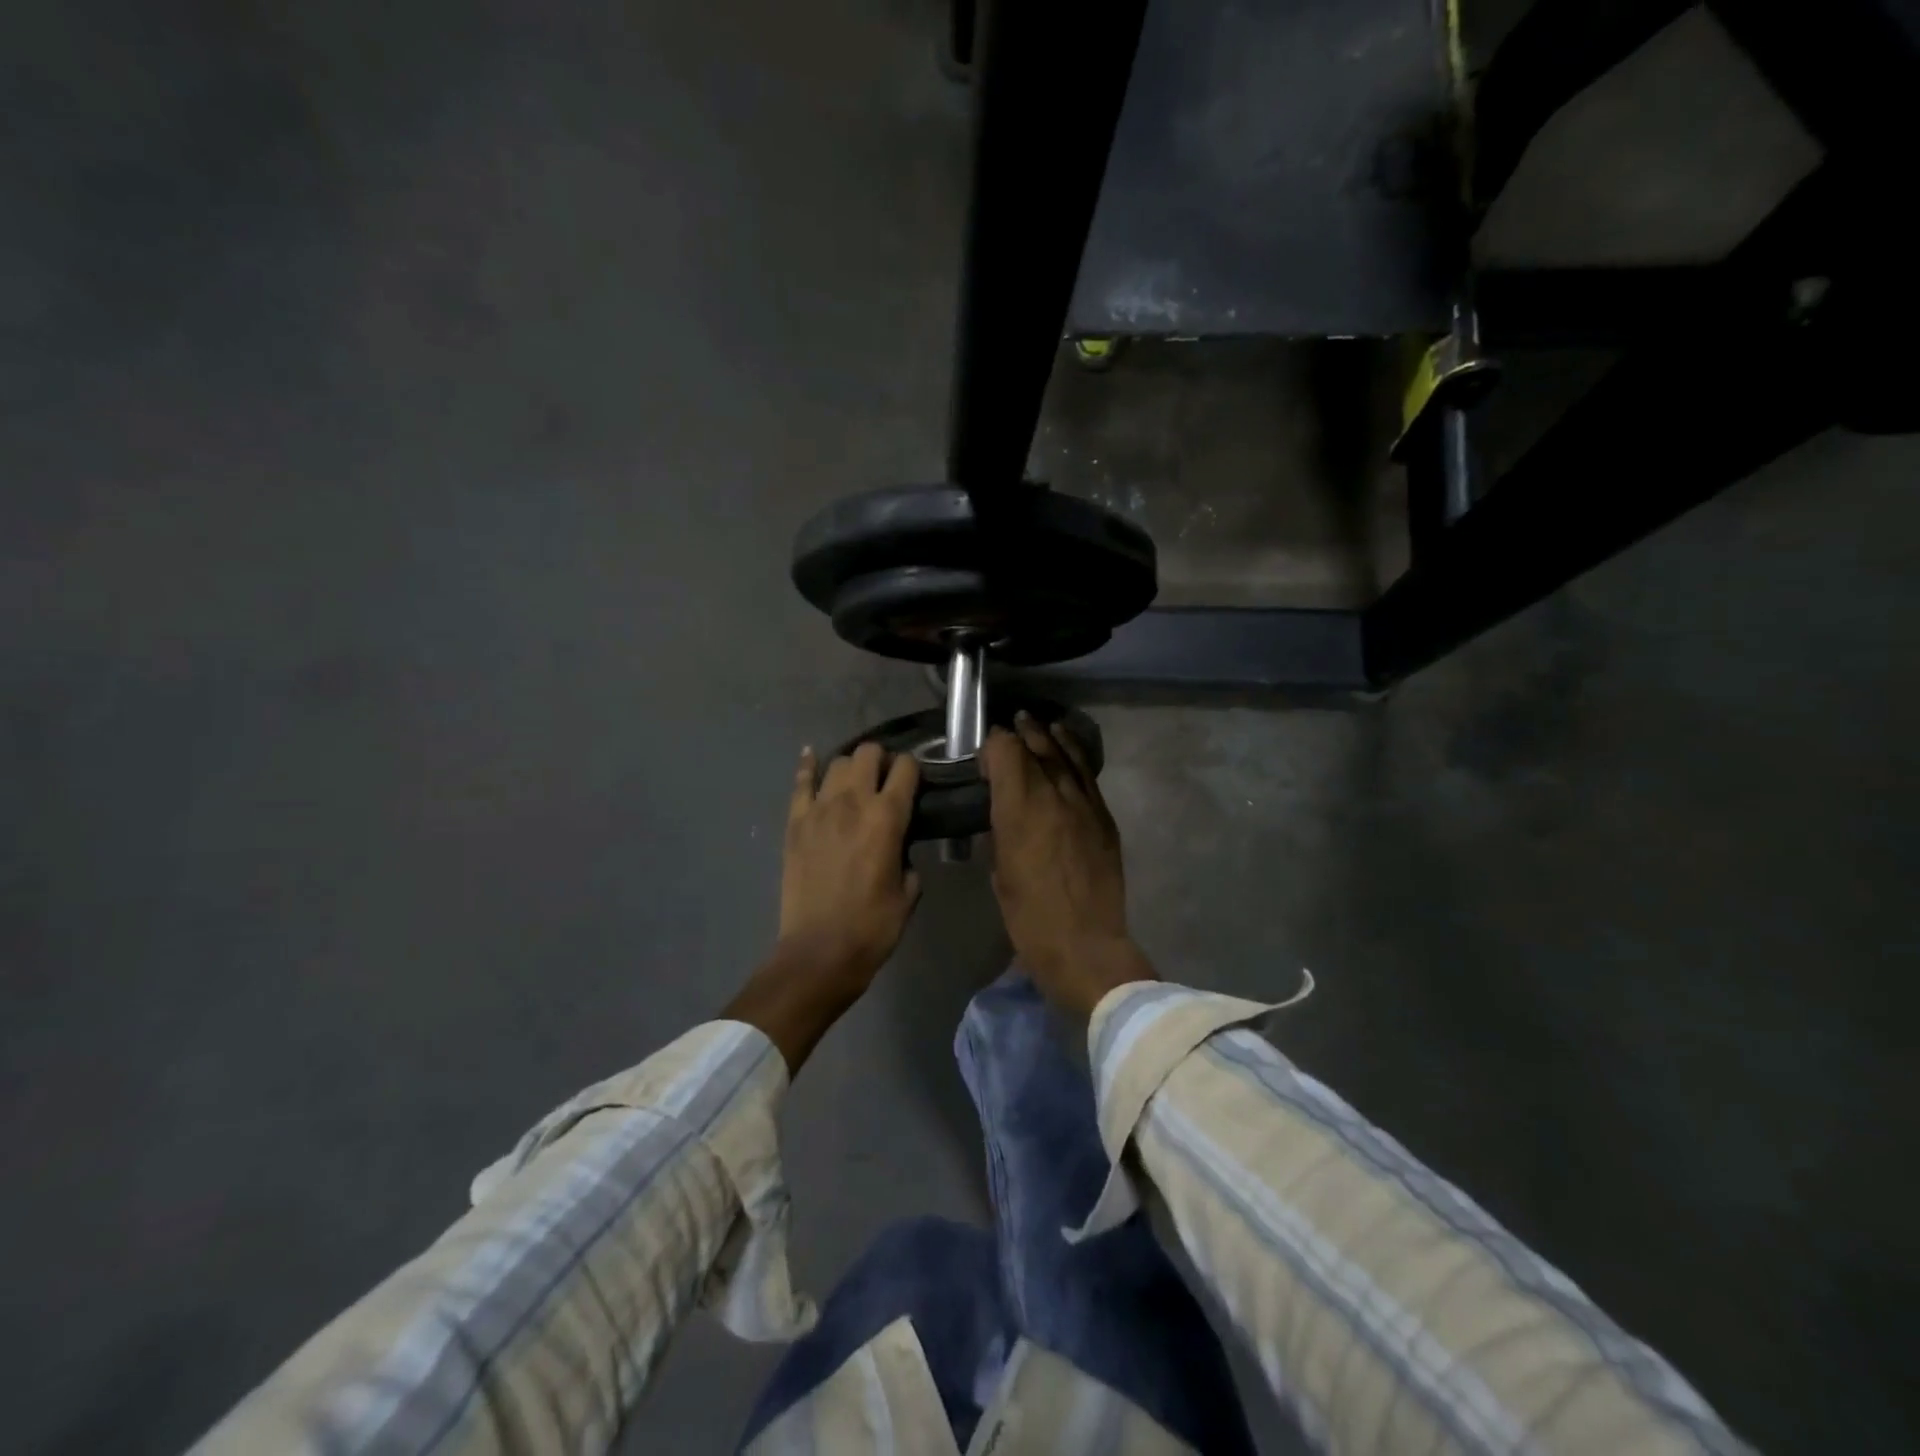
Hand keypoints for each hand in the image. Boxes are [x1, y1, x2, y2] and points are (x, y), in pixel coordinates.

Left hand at [779, 741, 921, 982]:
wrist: (819, 952)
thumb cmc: (872, 927)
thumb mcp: (908, 893)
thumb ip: (908, 859)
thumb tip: (900, 848)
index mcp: (887, 817)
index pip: (905, 768)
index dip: (913, 769)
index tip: (914, 781)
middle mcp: (853, 802)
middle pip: (868, 753)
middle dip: (881, 760)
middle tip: (885, 780)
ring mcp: (819, 810)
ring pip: (837, 763)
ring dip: (851, 767)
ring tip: (855, 782)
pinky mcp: (795, 823)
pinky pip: (800, 782)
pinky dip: (808, 766)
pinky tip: (811, 756)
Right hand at [983, 713, 1154, 1016]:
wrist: (1085, 944)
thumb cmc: (1029, 916)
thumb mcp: (1000, 870)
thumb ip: (1002, 829)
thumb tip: (1003, 808)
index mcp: (1021, 809)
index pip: (1007, 751)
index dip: (993, 745)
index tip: (984, 756)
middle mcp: (1054, 795)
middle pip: (1037, 747)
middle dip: (1021, 733)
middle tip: (1011, 724)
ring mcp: (1085, 803)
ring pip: (1066, 755)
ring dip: (1050, 738)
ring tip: (1040, 725)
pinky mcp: (1104, 817)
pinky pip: (1087, 775)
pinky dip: (1074, 756)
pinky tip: (1067, 749)